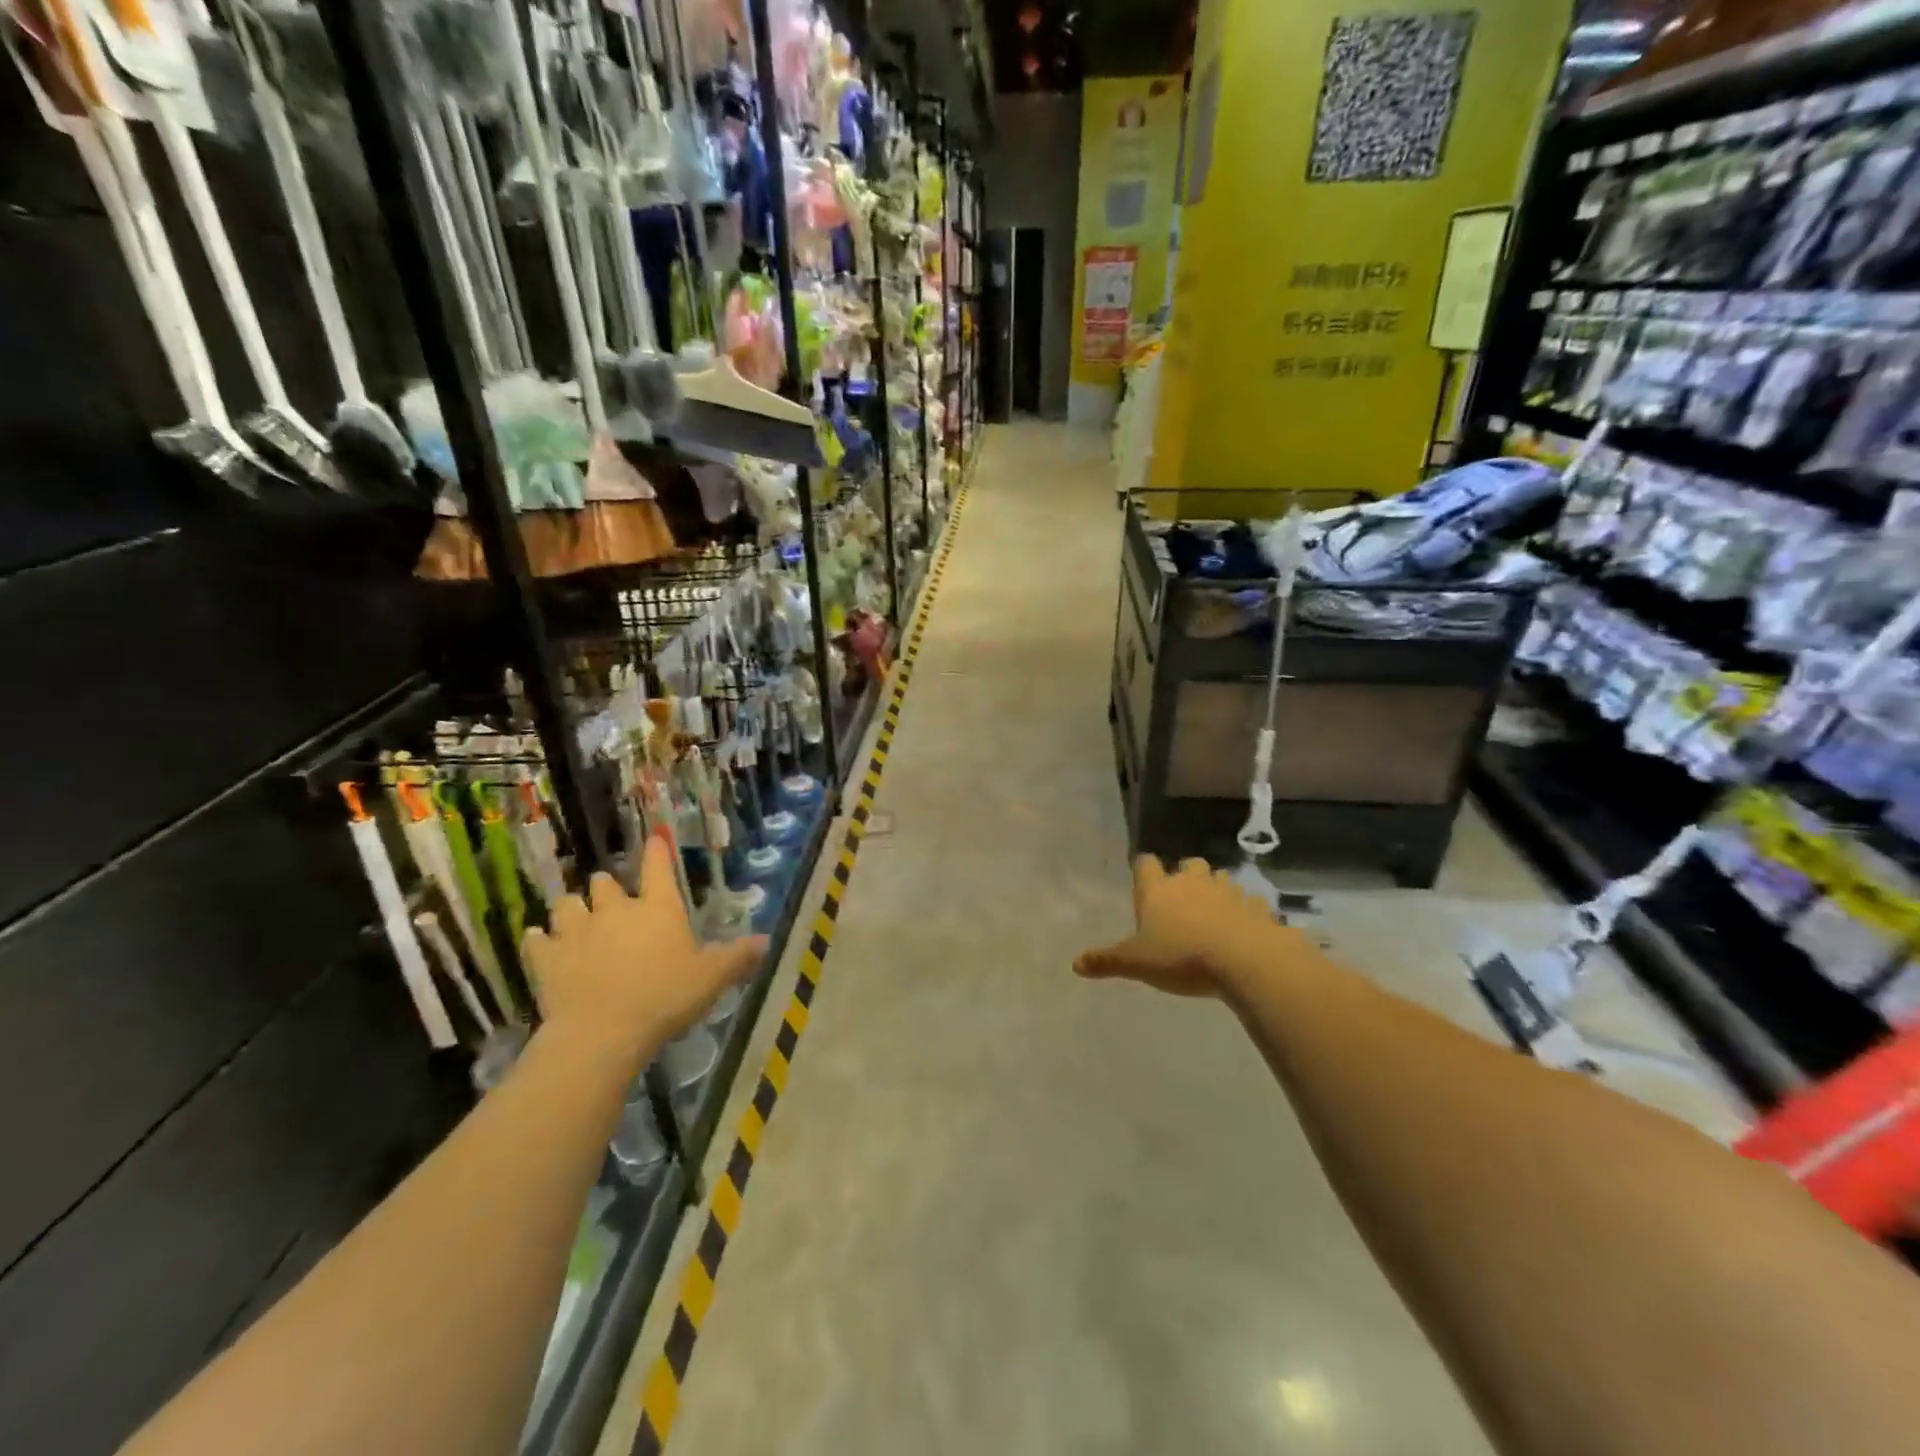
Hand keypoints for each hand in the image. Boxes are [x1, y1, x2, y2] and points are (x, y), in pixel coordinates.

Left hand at [523, 833, 766, 1074]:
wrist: (602, 1032)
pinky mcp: (546, 957)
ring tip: (575, 919)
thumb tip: (766, 940)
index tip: (655, 838)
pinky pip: (536, 939)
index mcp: (658, 908)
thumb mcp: (712, 978)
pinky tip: (541, 944)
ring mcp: (576, 930)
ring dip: (572, 909)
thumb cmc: (665, 997)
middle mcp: (615, 909)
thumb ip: (737, 957)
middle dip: (607, 887)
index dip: (657, 851)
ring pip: (567, 904)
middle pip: (604, 882)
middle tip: (612, 901)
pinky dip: (540, 940)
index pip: (658, 866)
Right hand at [1075, 856, 1291, 996]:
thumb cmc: (1182, 957)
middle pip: (1189, 865)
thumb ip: (1107, 960)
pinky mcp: (1257, 907)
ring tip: (1214, 915)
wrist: (1245, 960)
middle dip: (1186, 877)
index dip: (1144, 871)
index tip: (1144, 882)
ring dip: (1216, 891)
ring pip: (1221, 879)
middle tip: (1183, 900)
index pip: (1145, 864)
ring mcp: (1227, 891)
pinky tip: (1244, 930)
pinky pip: (1249, 903)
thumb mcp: (1137, 963)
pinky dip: (1245, 912)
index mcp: (1158, 889)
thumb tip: (1075, 964)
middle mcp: (1192, 881)